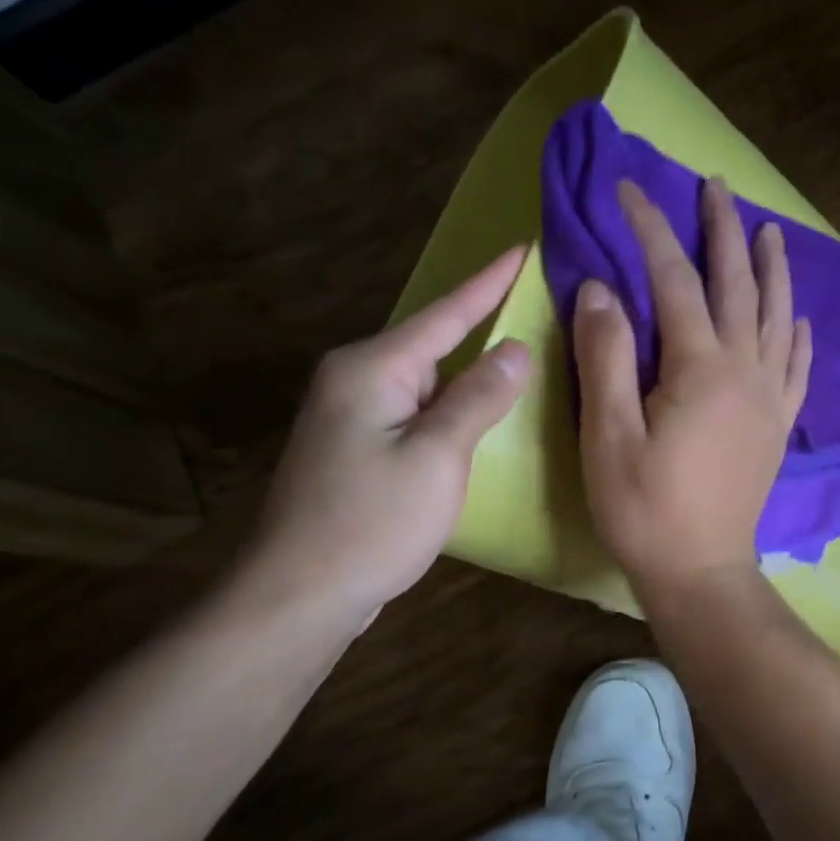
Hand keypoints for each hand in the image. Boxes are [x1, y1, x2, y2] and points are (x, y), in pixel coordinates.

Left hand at [238, 248, 529, 628]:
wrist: (302, 593)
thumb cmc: (372, 522)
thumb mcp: (437, 457)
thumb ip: (478, 398)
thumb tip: (515, 349)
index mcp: (373, 368)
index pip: (445, 313)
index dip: (489, 283)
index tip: (523, 247)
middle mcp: (357, 379)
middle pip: (434, 343)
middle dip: (483, 325)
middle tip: (537, 307)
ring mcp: (353, 415)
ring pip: (427, 381)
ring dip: (470, 372)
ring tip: (522, 357)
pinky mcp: (359, 448)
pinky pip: (418, 411)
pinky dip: (453, 407)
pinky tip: (481, 415)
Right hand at [573, 177, 810, 601]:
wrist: (701, 570)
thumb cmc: (645, 509)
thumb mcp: (607, 436)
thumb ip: (605, 357)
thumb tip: (602, 288)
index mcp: (700, 368)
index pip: (675, 280)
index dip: (651, 231)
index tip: (629, 190)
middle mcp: (745, 371)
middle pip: (738, 285)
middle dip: (724, 231)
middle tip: (716, 186)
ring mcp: (769, 399)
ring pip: (776, 317)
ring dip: (771, 270)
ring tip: (768, 231)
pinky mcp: (778, 426)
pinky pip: (795, 366)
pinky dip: (795, 333)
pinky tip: (796, 317)